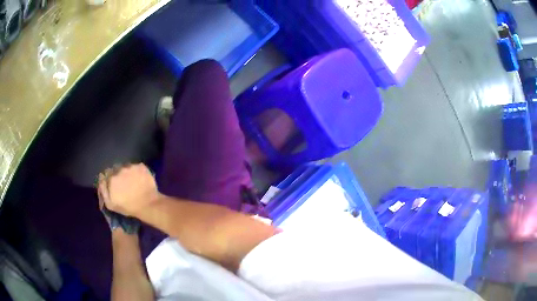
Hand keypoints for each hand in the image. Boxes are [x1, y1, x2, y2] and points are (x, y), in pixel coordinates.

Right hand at [98, 164, 159, 217]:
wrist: (148, 205)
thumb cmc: (128, 207)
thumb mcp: (110, 204)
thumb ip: (103, 190)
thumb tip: (101, 178)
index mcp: (111, 178)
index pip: (107, 173)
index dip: (110, 179)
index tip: (114, 185)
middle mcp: (120, 169)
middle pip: (116, 168)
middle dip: (118, 174)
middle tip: (124, 183)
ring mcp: (131, 166)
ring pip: (126, 166)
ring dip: (127, 172)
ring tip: (132, 181)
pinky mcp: (141, 166)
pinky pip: (136, 167)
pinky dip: (137, 171)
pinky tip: (140, 179)